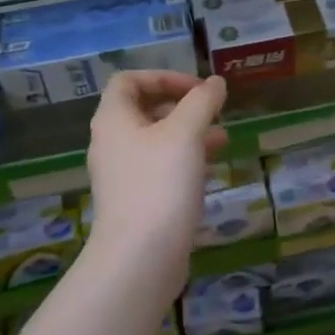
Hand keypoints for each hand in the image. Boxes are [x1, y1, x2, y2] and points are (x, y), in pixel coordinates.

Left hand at [87, 71, 227, 279]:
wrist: (140, 257)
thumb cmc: (159, 184)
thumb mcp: (185, 133)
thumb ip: (202, 102)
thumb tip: (215, 83)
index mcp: (113, 119)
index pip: (129, 81)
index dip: (163, 77)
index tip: (197, 88)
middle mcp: (111, 143)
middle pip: (143, 109)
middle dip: (182, 106)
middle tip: (213, 112)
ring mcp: (122, 174)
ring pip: (156, 141)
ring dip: (188, 134)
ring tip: (223, 138)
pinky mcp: (136, 200)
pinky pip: (159, 168)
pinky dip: (184, 161)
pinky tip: (211, 169)